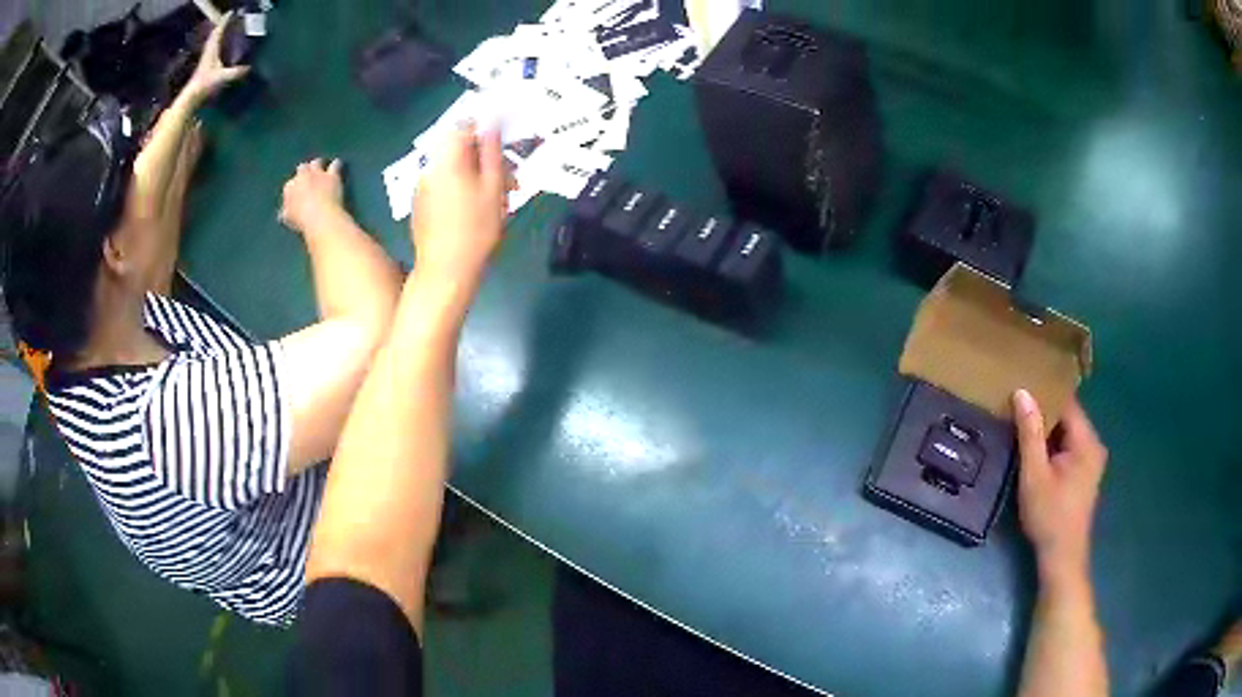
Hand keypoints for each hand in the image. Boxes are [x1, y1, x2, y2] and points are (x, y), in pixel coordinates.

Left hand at [184, 13, 249, 104]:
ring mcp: (205, 59)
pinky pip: (211, 50)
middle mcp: (208, 52)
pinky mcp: (204, 66)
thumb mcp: (222, 77)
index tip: (231, 12)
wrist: (191, 97)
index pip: (218, 31)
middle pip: (214, 35)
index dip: (225, 21)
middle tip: (229, 19)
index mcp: (212, 50)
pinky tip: (220, 47)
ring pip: (212, 42)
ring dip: (218, 34)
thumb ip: (235, 73)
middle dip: (222, 26)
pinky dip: (216, 44)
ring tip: (226, 30)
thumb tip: (249, 68)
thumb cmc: (204, 85)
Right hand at [280, 159, 346, 234]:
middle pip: (302, 168)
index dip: (295, 189)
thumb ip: (286, 213)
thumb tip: (283, 215)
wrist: (319, 218)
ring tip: (321, 171)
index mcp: (289, 187)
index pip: (290, 184)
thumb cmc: (302, 222)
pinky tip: (337, 166)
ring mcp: (317, 174)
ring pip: (316, 163)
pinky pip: (335, 164)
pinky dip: (336, 165)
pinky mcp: (332, 175)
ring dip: (318, 166)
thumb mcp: (288, 220)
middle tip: (309, 178)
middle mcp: (302, 176)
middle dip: (305, 172)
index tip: (298, 194)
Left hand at [411, 126, 506, 285]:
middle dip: (485, 157)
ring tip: (499, 197)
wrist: (445, 271)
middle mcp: (430, 167)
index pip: (465, 126)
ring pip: (453, 167)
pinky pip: (444, 183)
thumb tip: (492, 122)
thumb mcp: (493, 187)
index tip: (507, 146)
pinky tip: (477, 209)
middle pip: (459, 148)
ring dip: (476, 174)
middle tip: (511, 178)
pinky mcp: (421, 204)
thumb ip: (493, 151)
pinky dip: (462, 187)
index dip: (487, 130)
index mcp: (447, 159)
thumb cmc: (476, 229)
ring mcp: (422, 186)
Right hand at [1013, 390, 1107, 586]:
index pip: (1066, 403)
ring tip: (1021, 427)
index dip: (1044, 395)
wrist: (1061, 558)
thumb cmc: (1049, 516)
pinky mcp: (1085, 474)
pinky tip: (1035, 453)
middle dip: (1043, 414)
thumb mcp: (1034, 474)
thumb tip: (1022, 392)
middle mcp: (1094, 444)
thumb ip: (1030, 433)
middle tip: (1015, 410)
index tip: (1020, 389)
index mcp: (1087, 440)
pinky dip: (1052, 447)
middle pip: (1067, 418)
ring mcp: (1091, 461)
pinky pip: (1068, 448)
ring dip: (1046, 432)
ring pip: (1066, 434)